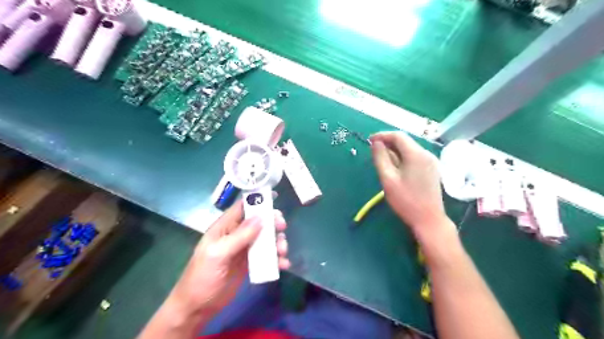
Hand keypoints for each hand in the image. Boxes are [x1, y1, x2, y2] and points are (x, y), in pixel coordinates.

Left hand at [167, 199, 289, 315]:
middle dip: (272, 222)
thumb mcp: (218, 254)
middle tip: (282, 227)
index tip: (275, 196)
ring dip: (277, 242)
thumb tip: (261, 217)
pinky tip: (283, 265)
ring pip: (265, 238)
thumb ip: (239, 236)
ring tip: (282, 251)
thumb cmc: (203, 277)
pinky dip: (276, 258)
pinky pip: (267, 256)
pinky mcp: (250, 263)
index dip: (257, 200)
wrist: (198, 308)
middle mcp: (236, 235)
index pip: (242, 207)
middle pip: (258, 221)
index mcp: (224, 227)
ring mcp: (244, 249)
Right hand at [368, 131, 452, 238]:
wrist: (429, 219)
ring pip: (409, 149)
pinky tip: (395, 166)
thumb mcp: (388, 179)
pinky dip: (403, 157)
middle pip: (405, 141)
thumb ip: (380, 158)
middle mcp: (426, 154)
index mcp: (416, 154)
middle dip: (388, 143)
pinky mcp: (431, 169)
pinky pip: (414, 157)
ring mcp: (431, 161)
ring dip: (395, 150)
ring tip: (382, 159)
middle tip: (373, 151)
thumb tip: (376, 143)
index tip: (369, 141)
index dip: (382, 135)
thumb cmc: (406, 200)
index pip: (398, 136)